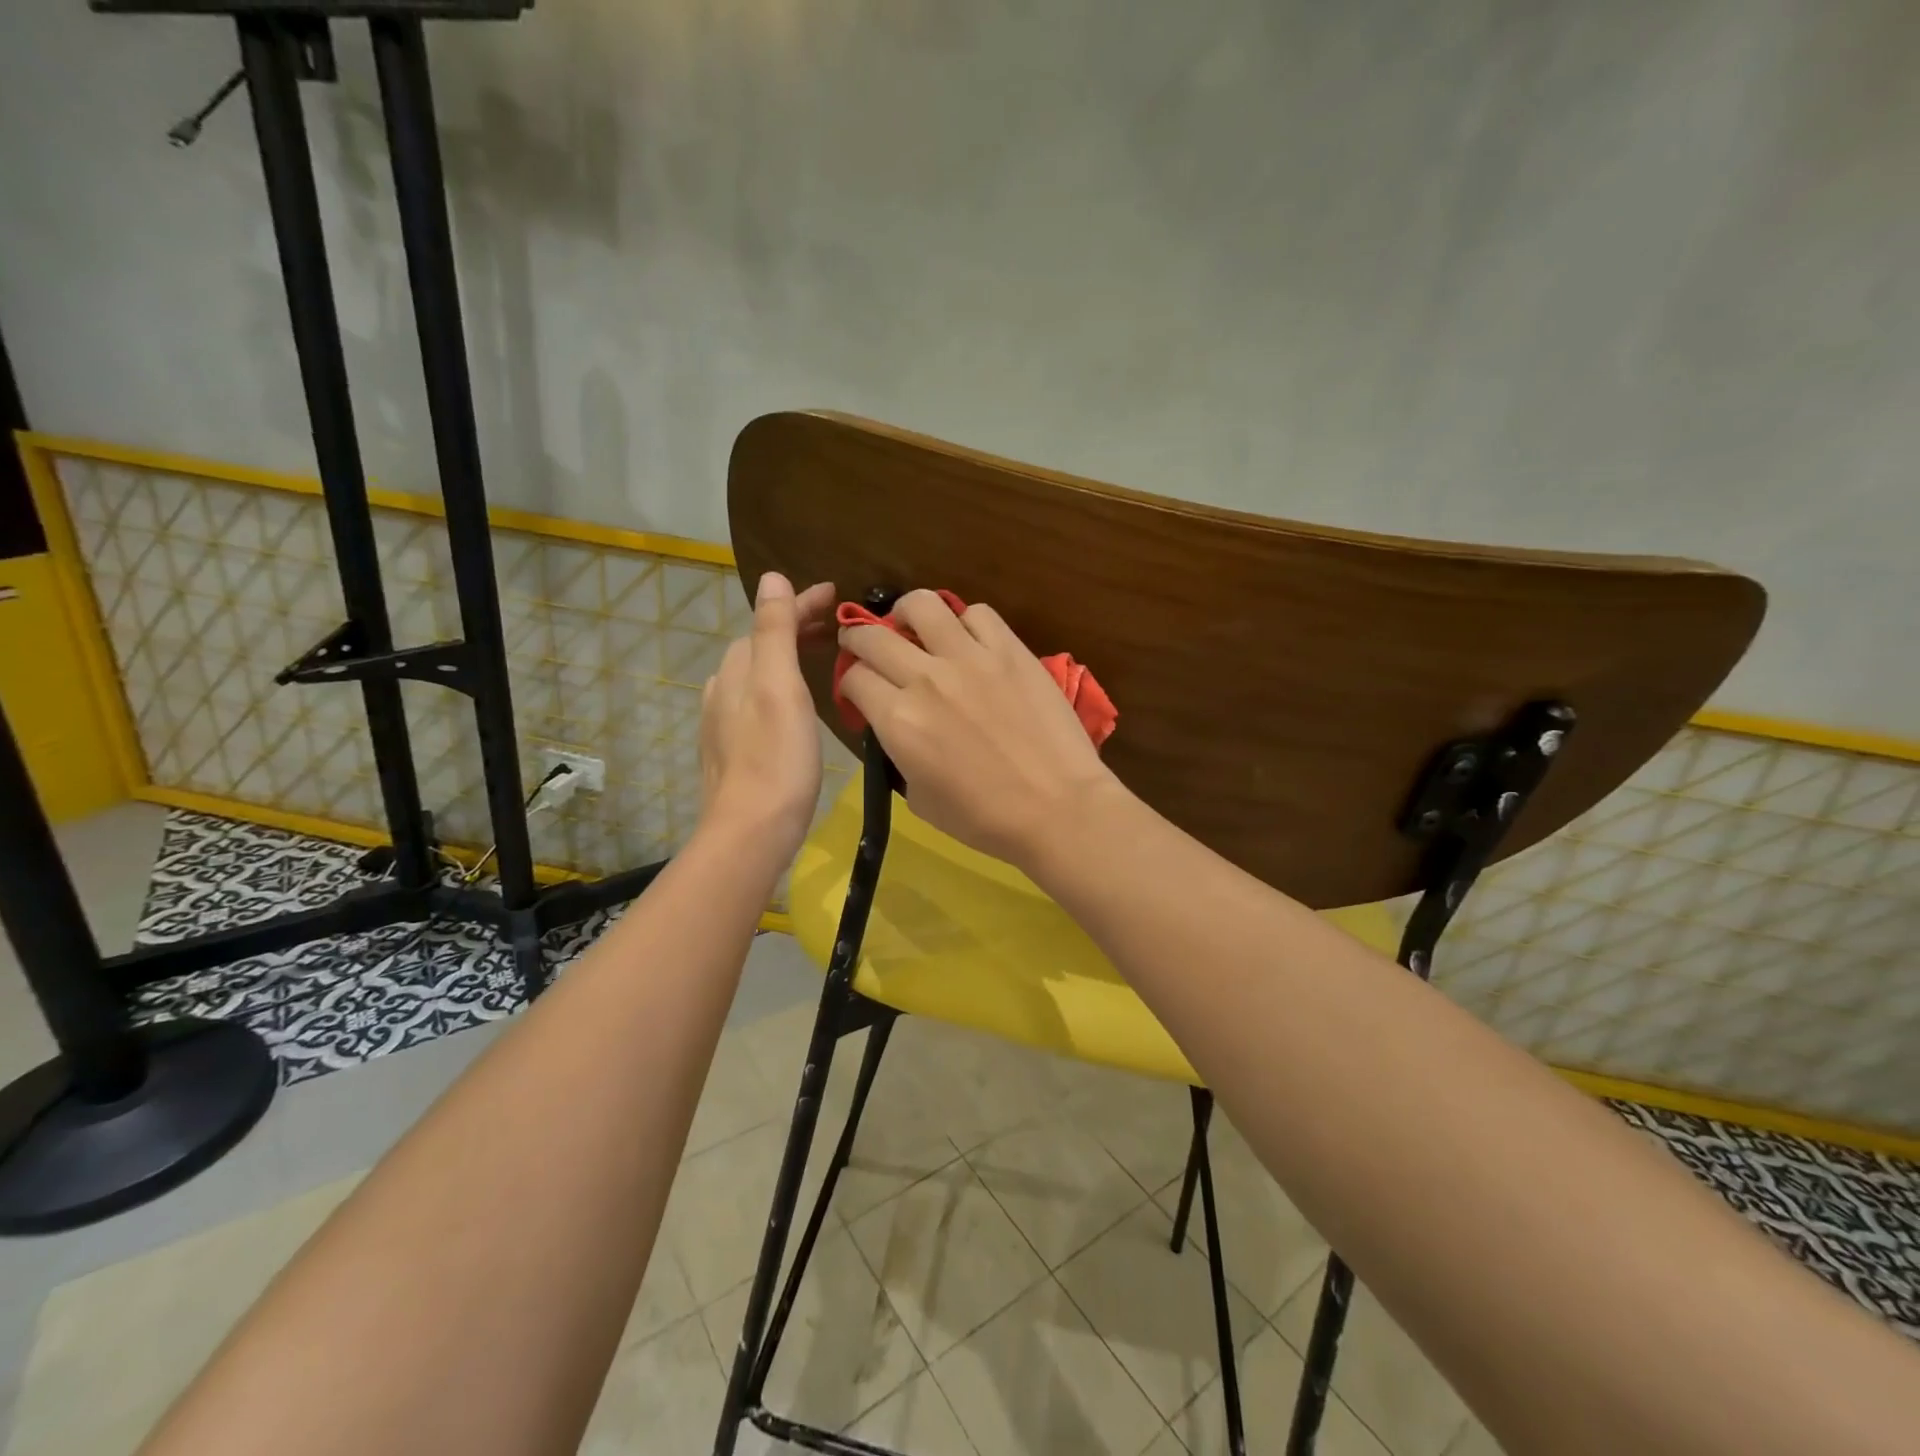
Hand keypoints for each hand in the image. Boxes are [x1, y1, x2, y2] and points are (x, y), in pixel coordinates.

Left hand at [699, 573, 835, 856]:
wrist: (751, 831)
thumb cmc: (775, 758)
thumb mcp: (779, 687)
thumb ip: (774, 631)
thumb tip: (771, 577)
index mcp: (738, 670)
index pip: (769, 621)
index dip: (801, 604)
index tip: (836, 594)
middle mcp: (724, 690)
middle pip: (761, 645)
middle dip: (795, 627)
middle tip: (835, 625)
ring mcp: (724, 723)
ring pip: (757, 674)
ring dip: (787, 656)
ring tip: (820, 658)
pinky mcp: (732, 751)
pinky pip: (757, 701)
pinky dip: (780, 687)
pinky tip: (795, 705)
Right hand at [838, 589, 1121, 866]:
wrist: (1057, 807)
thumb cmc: (985, 819)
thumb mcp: (919, 799)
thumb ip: (899, 755)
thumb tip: (900, 730)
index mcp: (898, 720)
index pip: (854, 678)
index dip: (850, 684)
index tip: (859, 691)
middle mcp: (926, 679)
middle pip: (873, 637)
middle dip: (859, 640)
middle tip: (866, 646)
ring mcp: (970, 658)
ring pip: (922, 605)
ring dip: (906, 613)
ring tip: (912, 625)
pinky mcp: (1010, 650)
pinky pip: (977, 614)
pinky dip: (965, 622)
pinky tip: (968, 639)